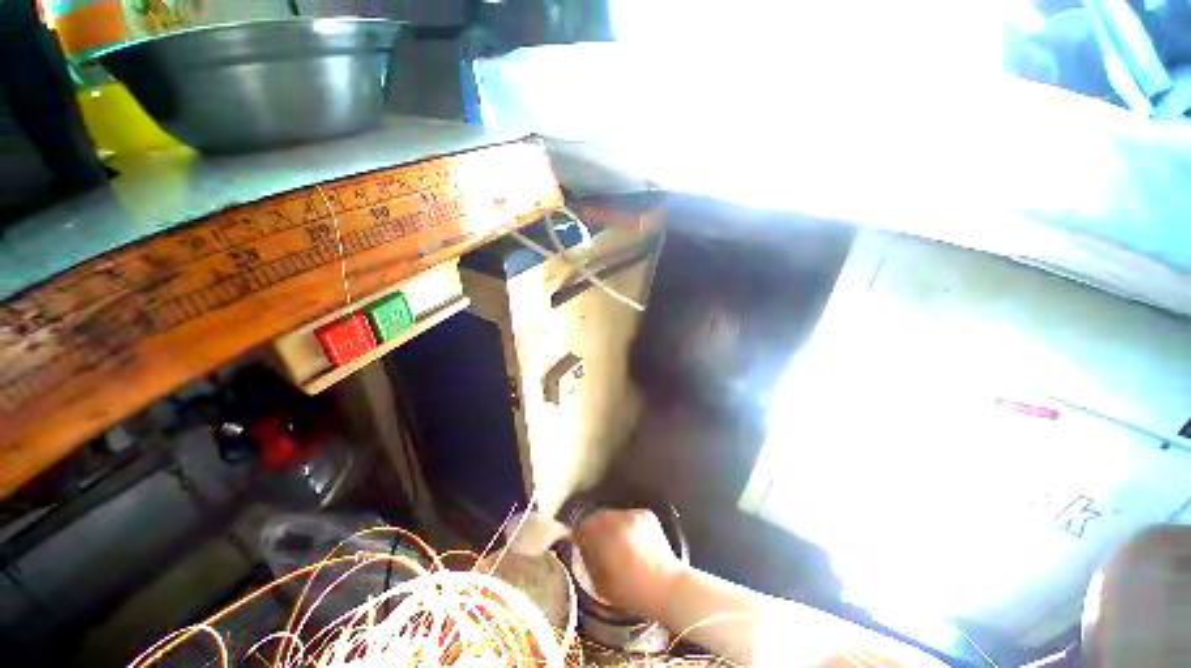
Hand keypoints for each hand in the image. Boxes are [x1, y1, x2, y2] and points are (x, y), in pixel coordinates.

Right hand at [571, 508, 684, 617]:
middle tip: (593, 541)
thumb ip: (588, 560)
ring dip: (609, 525)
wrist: (668, 586)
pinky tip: (629, 539)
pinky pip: (627, 516)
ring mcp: (634, 513)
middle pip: (598, 516)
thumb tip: (581, 546)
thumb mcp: (601, 582)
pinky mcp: (646, 514)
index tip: (577, 541)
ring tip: (613, 541)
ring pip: (613, 515)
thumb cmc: (632, 591)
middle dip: (594, 527)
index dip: (578, 534)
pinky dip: (624, 525)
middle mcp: (619, 518)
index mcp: (606, 535)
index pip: (583, 525)